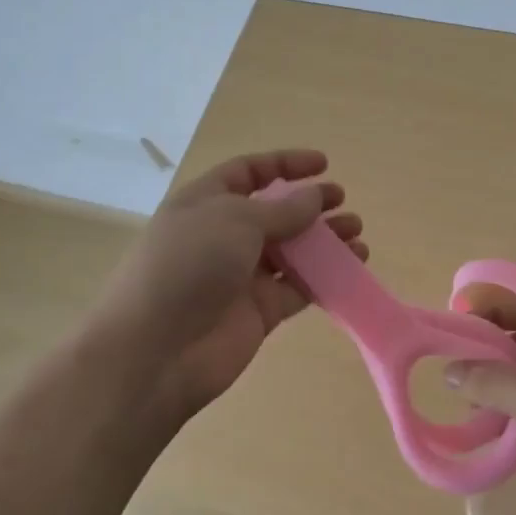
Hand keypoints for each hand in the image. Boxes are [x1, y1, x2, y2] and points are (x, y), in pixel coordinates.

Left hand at [83, 148, 364, 421]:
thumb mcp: (236, 220)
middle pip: (275, 212)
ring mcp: (242, 276)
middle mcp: (224, 235)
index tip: (323, 164)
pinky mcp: (260, 311)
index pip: (248, 172)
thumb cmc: (189, 265)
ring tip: (358, 236)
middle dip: (311, 205)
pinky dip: (325, 278)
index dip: (284, 164)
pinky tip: (352, 270)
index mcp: (206, 202)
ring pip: (292, 251)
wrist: (156, 350)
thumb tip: (315, 196)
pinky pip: (298, 288)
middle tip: (344, 203)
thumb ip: (282, 209)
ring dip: (324, 242)